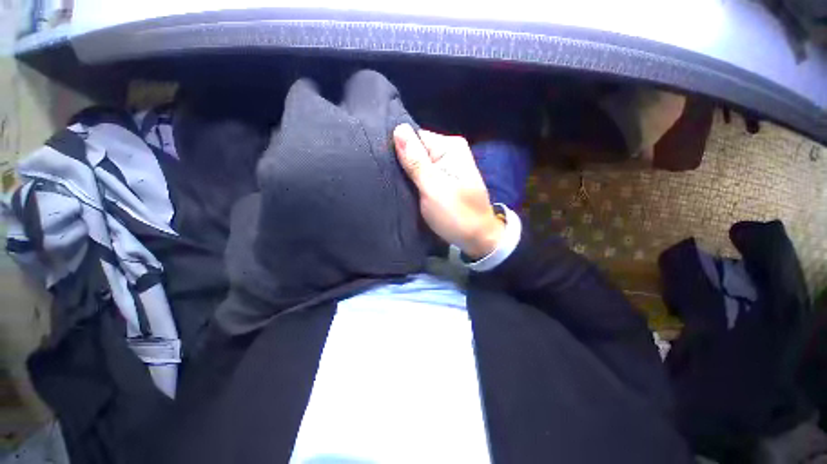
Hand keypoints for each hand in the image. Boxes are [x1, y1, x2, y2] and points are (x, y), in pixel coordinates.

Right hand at [393, 124, 503, 259]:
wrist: (476, 239)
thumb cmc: (457, 215)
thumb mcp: (433, 188)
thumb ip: (416, 161)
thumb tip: (398, 128)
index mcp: (450, 147)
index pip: (414, 137)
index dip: (398, 149)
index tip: (386, 165)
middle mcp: (449, 152)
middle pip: (416, 150)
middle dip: (402, 164)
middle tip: (389, 179)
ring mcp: (446, 167)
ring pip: (417, 164)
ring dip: (406, 175)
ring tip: (394, 185)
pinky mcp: (442, 181)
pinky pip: (422, 176)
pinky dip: (413, 182)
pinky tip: (405, 189)